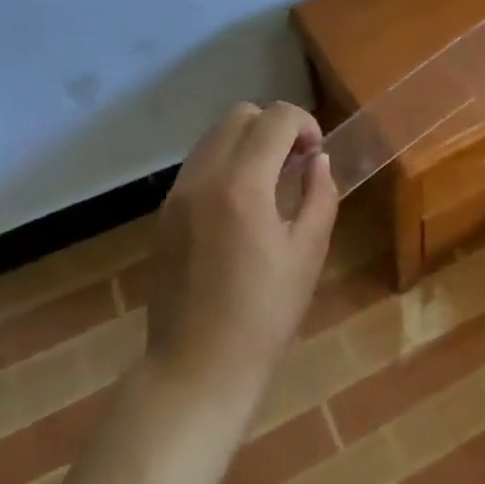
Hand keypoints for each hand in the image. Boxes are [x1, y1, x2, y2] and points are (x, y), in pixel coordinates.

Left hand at [144, 102, 337, 407]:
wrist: (196, 367)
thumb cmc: (265, 314)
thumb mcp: (308, 252)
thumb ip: (319, 195)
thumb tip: (318, 162)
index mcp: (243, 185)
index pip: (276, 119)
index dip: (306, 125)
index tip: (317, 156)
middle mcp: (203, 178)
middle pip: (240, 116)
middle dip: (276, 127)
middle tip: (297, 164)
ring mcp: (176, 196)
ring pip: (215, 137)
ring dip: (249, 143)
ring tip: (271, 183)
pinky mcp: (164, 216)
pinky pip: (198, 165)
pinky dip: (226, 164)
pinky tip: (243, 206)